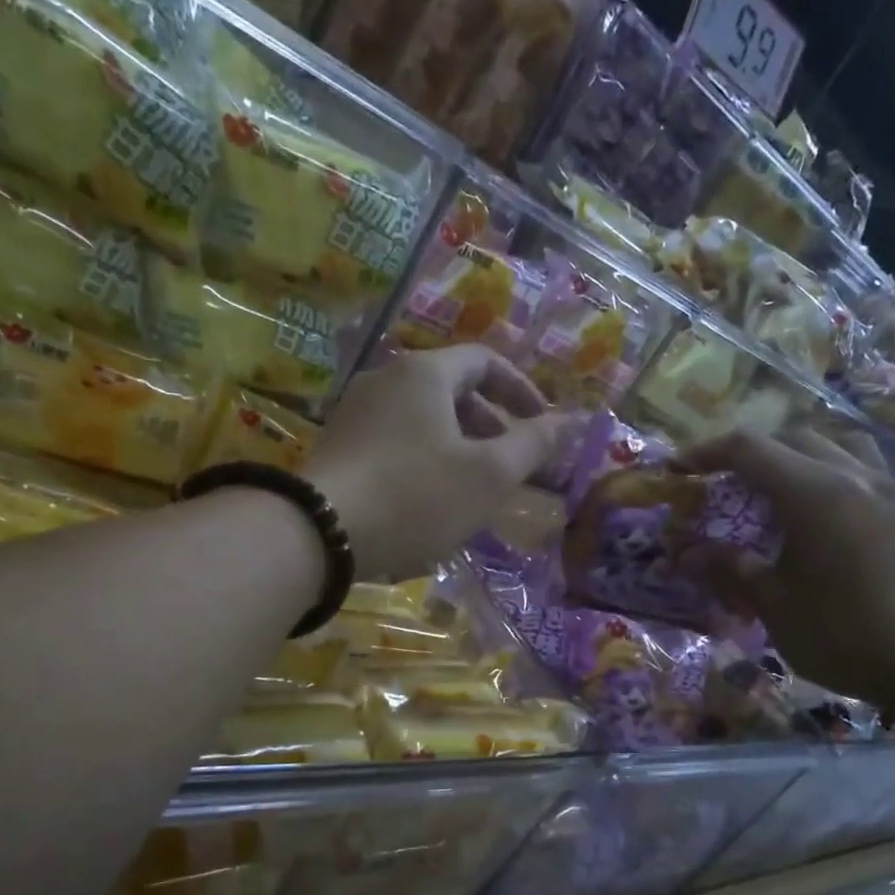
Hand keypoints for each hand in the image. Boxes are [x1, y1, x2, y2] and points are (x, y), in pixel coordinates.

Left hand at [305, 345, 569, 578]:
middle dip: (491, 426)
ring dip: (458, 448)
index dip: (521, 390)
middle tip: (510, 466)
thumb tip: (574, 419)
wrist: (320, 533)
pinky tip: (428, 503)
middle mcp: (386, 380)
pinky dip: (424, 462)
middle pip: (452, 391)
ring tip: (473, 491)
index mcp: (424, 373)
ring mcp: (355, 413)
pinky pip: (395, 443)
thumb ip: (534, 444)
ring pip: (423, 421)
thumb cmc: (416, 496)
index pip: (485, 361)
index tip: (542, 426)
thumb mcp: (488, 474)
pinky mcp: (337, 447)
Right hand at [678, 427, 894, 717]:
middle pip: (792, 438)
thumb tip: (688, 553)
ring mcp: (884, 491)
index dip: (705, 453)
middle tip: (722, 486)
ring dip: (794, 458)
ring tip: (771, 492)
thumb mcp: (773, 603)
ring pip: (833, 446)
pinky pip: (857, 471)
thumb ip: (730, 568)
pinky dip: (824, 477)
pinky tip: (814, 518)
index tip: (676, 470)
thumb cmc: (843, 632)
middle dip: (749, 455)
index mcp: (813, 491)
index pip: (748, 449)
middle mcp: (851, 476)